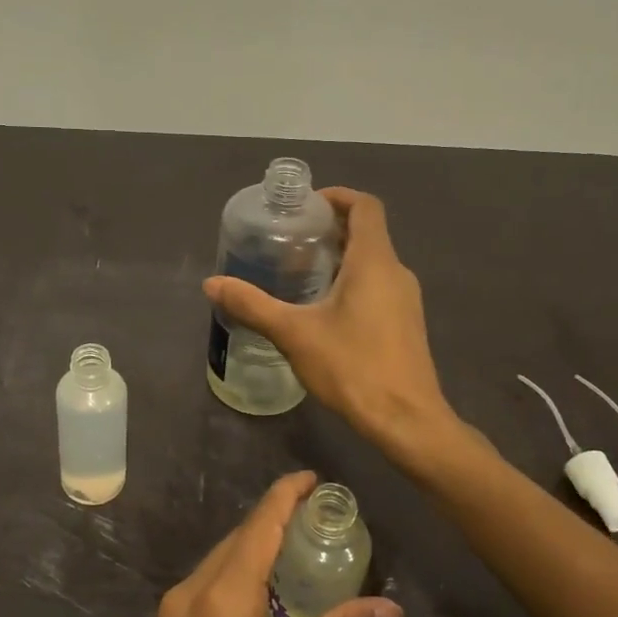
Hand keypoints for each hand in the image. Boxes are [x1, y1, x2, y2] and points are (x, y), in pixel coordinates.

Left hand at [119, 470, 403, 616]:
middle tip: (318, 515)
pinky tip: (266, 590)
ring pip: (217, 564)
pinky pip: (205, 589)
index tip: (311, 477)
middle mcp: (187, 598)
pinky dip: (237, 577)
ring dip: (254, 550)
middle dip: (272, 521)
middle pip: (235, 542)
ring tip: (299, 545)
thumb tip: (388, 605)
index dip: (283, 497)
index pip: (257, 529)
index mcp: (220, 602)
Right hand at [204, 188, 452, 456]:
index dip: (336, 196)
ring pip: (372, 261)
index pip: (365, 206)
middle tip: (289, 238)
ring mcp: (405, 299)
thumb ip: (252, 305)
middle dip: (329, 228)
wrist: (406, 420)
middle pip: (367, 232)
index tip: (304, 206)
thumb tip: (211, 283)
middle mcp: (396, 272)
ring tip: (299, 271)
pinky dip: (351, 280)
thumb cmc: (352, 367)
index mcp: (374, 261)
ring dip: (340, 256)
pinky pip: (378, 285)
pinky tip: (323, 308)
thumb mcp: (294, 333)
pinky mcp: (405, 323)